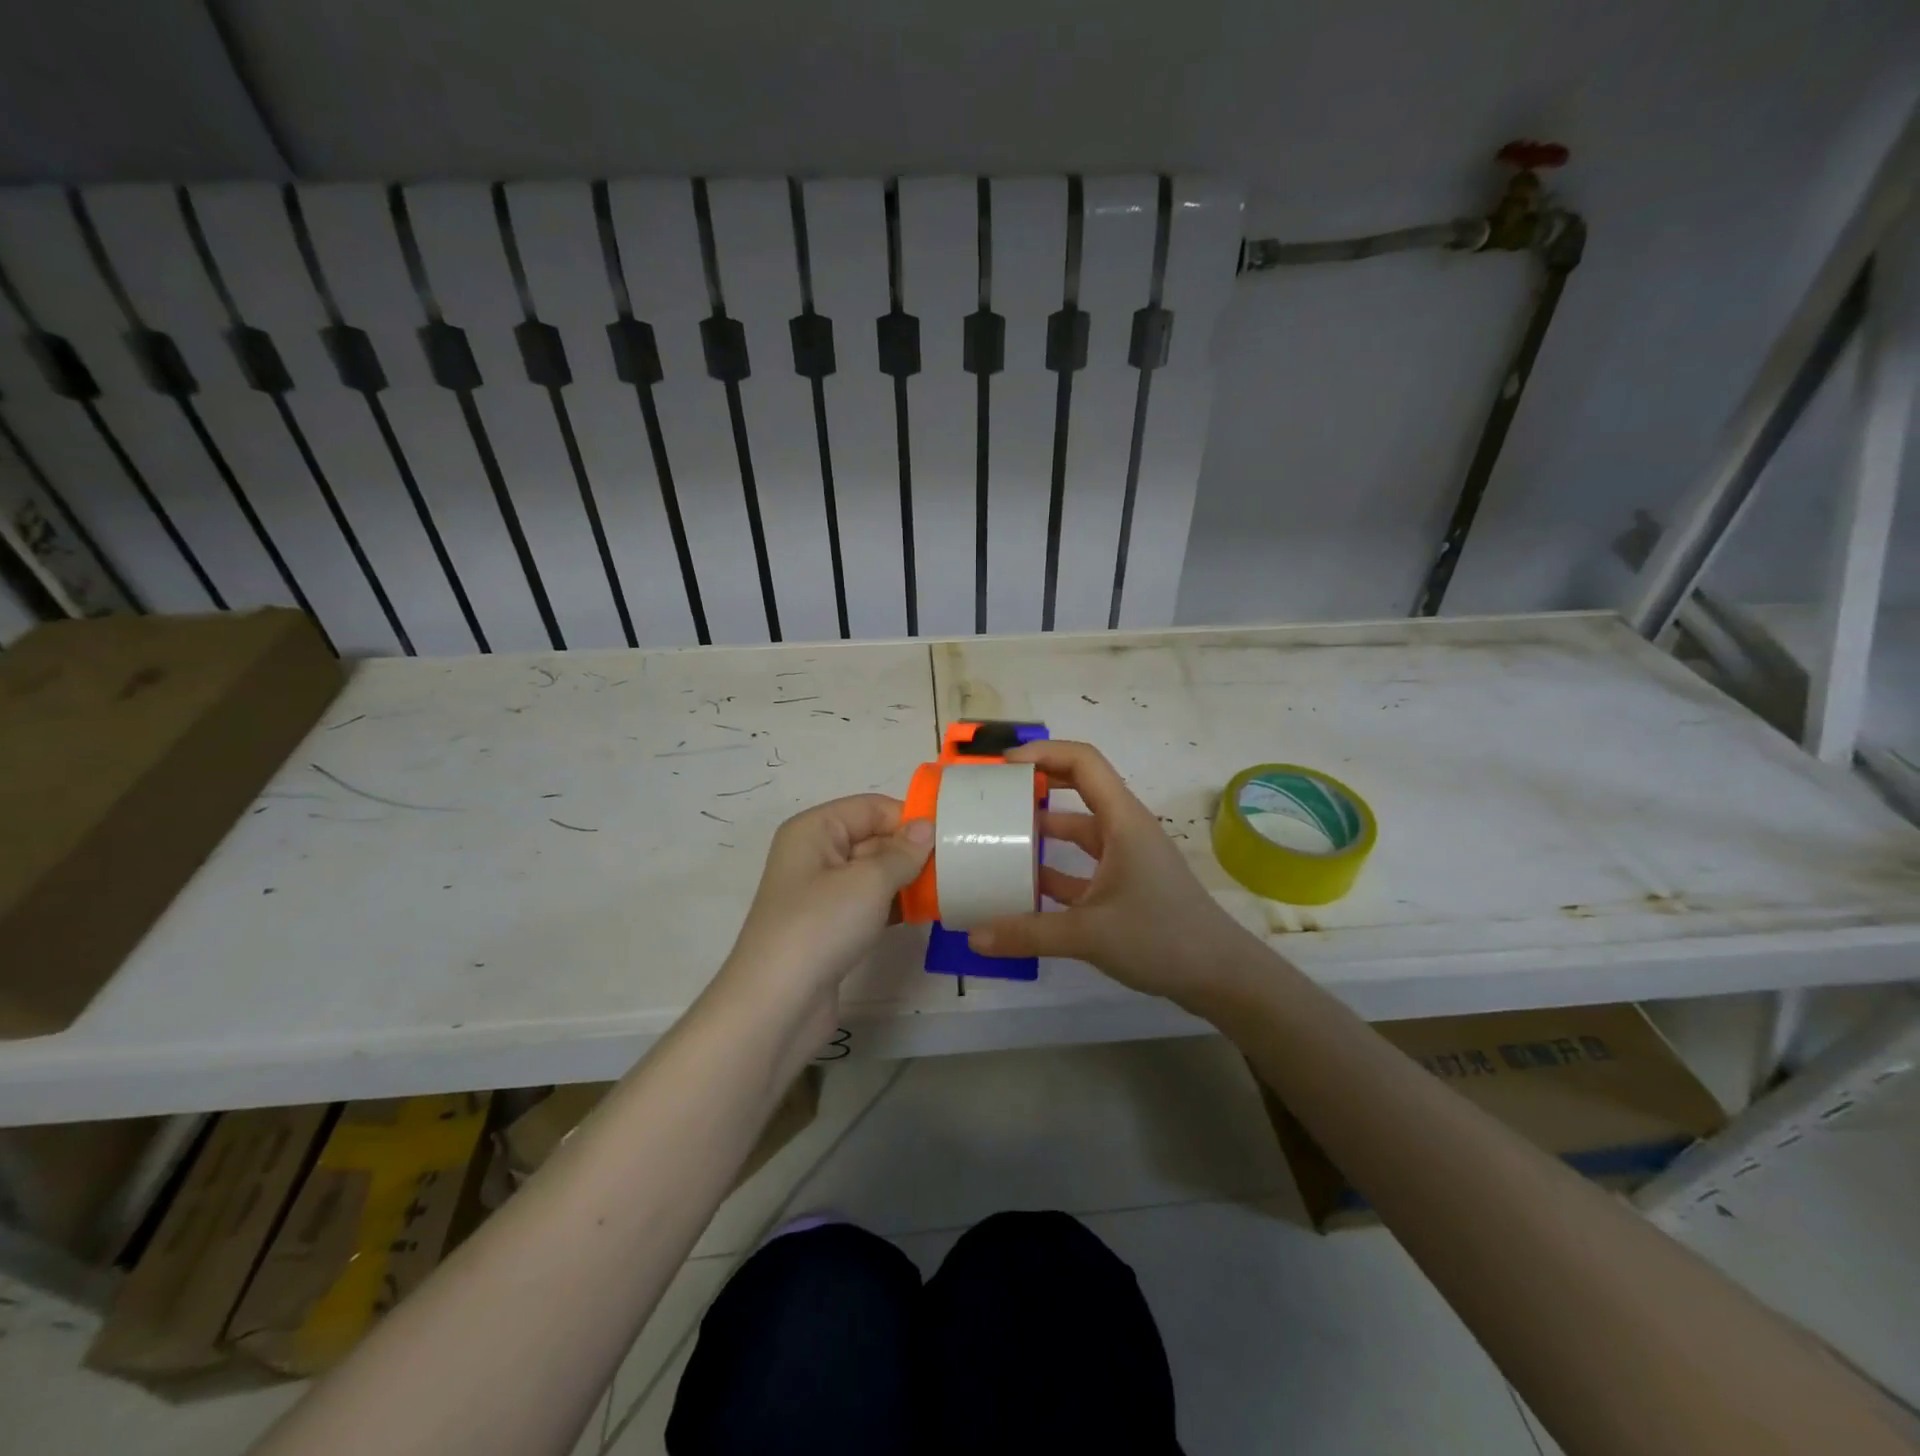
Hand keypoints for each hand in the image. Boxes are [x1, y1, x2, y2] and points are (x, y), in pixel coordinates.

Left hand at [718, 795, 931, 1017]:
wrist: (777, 1004)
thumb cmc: (821, 926)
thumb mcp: (869, 881)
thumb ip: (903, 852)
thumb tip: (926, 827)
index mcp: (814, 829)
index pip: (871, 807)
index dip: (908, 818)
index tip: (949, 838)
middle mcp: (814, 854)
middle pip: (873, 838)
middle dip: (911, 851)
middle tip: (955, 866)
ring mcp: (820, 893)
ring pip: (873, 873)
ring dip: (906, 880)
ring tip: (946, 889)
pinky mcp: (829, 927)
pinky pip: (869, 903)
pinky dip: (894, 906)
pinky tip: (924, 914)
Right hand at [968, 741, 1256, 1008]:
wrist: (1220, 976)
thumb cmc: (1161, 937)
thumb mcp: (1089, 934)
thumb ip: (1029, 933)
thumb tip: (975, 936)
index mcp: (1122, 820)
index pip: (1083, 762)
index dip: (1043, 753)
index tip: (1003, 766)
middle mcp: (1124, 830)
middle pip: (1078, 788)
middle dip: (1037, 785)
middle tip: (994, 794)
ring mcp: (1125, 858)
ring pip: (1077, 830)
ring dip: (1042, 830)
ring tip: (998, 837)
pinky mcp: (1125, 885)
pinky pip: (1081, 866)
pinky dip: (1054, 869)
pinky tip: (1023, 886)